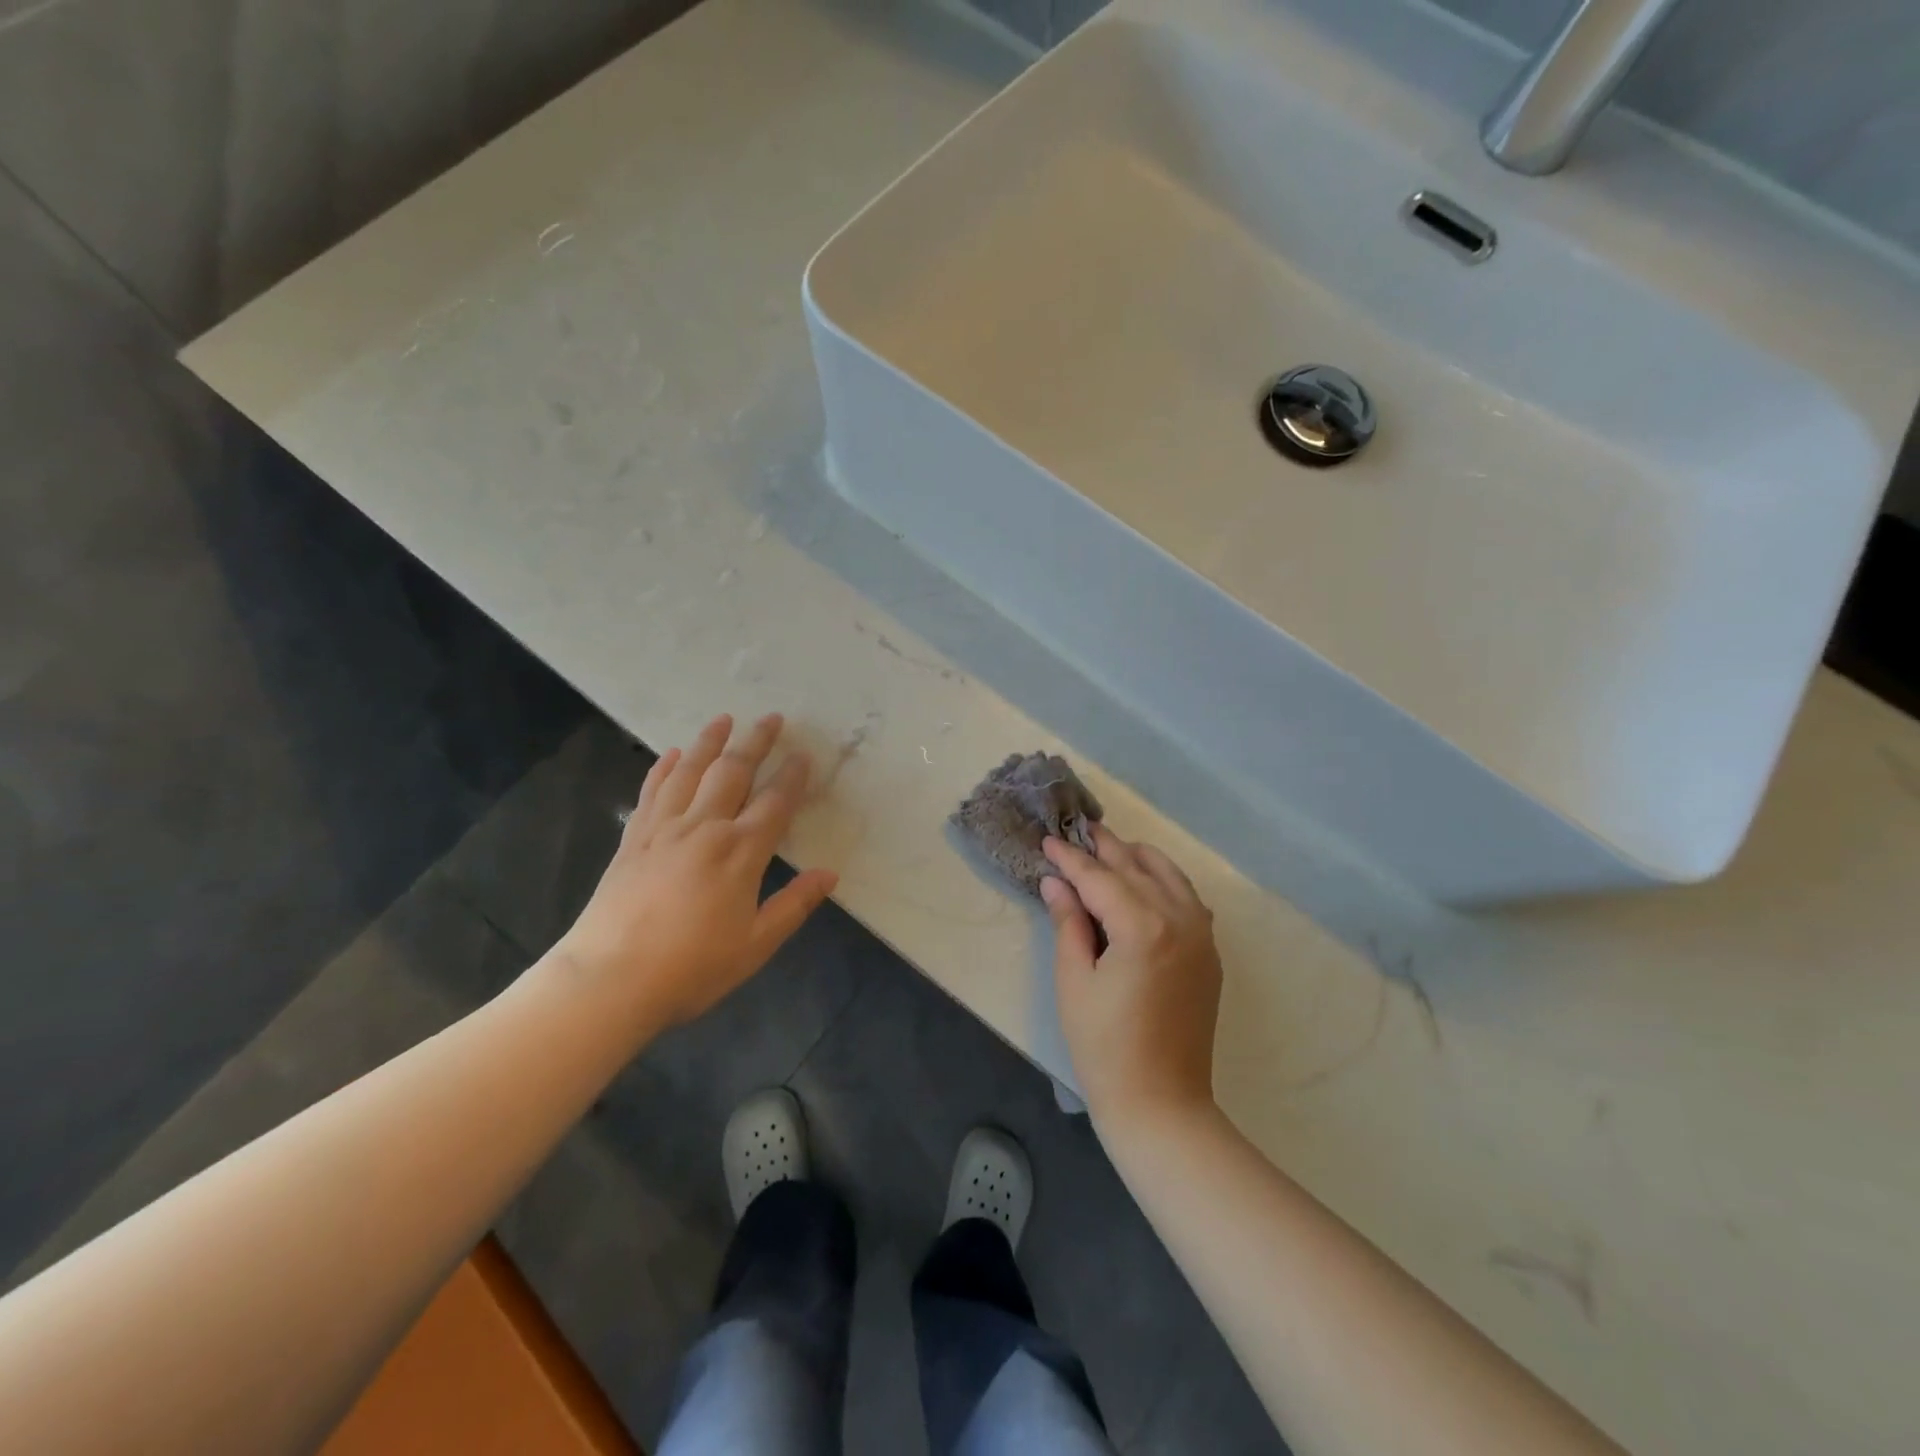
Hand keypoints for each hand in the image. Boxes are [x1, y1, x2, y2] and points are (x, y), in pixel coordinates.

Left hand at [551, 713, 837, 1029]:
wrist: (609, 979)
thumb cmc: (691, 968)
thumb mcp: (756, 945)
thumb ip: (794, 905)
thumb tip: (830, 874)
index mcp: (740, 852)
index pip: (774, 802)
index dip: (792, 776)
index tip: (803, 754)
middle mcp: (704, 827)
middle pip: (733, 772)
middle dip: (755, 742)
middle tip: (772, 718)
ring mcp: (664, 829)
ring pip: (690, 771)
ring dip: (710, 742)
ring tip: (724, 719)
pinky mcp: (634, 838)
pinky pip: (652, 790)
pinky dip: (665, 767)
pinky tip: (673, 754)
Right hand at [1041, 826, 1222, 1125]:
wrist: (1161, 1103)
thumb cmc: (1104, 1047)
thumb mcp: (1074, 981)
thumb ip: (1068, 923)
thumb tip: (1056, 883)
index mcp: (1143, 927)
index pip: (1099, 878)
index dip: (1070, 859)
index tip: (1048, 840)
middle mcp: (1179, 920)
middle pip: (1136, 868)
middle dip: (1105, 848)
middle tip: (1079, 830)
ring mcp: (1202, 935)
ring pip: (1170, 875)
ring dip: (1138, 858)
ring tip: (1110, 848)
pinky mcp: (1209, 953)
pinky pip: (1189, 899)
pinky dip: (1166, 882)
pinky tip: (1147, 883)